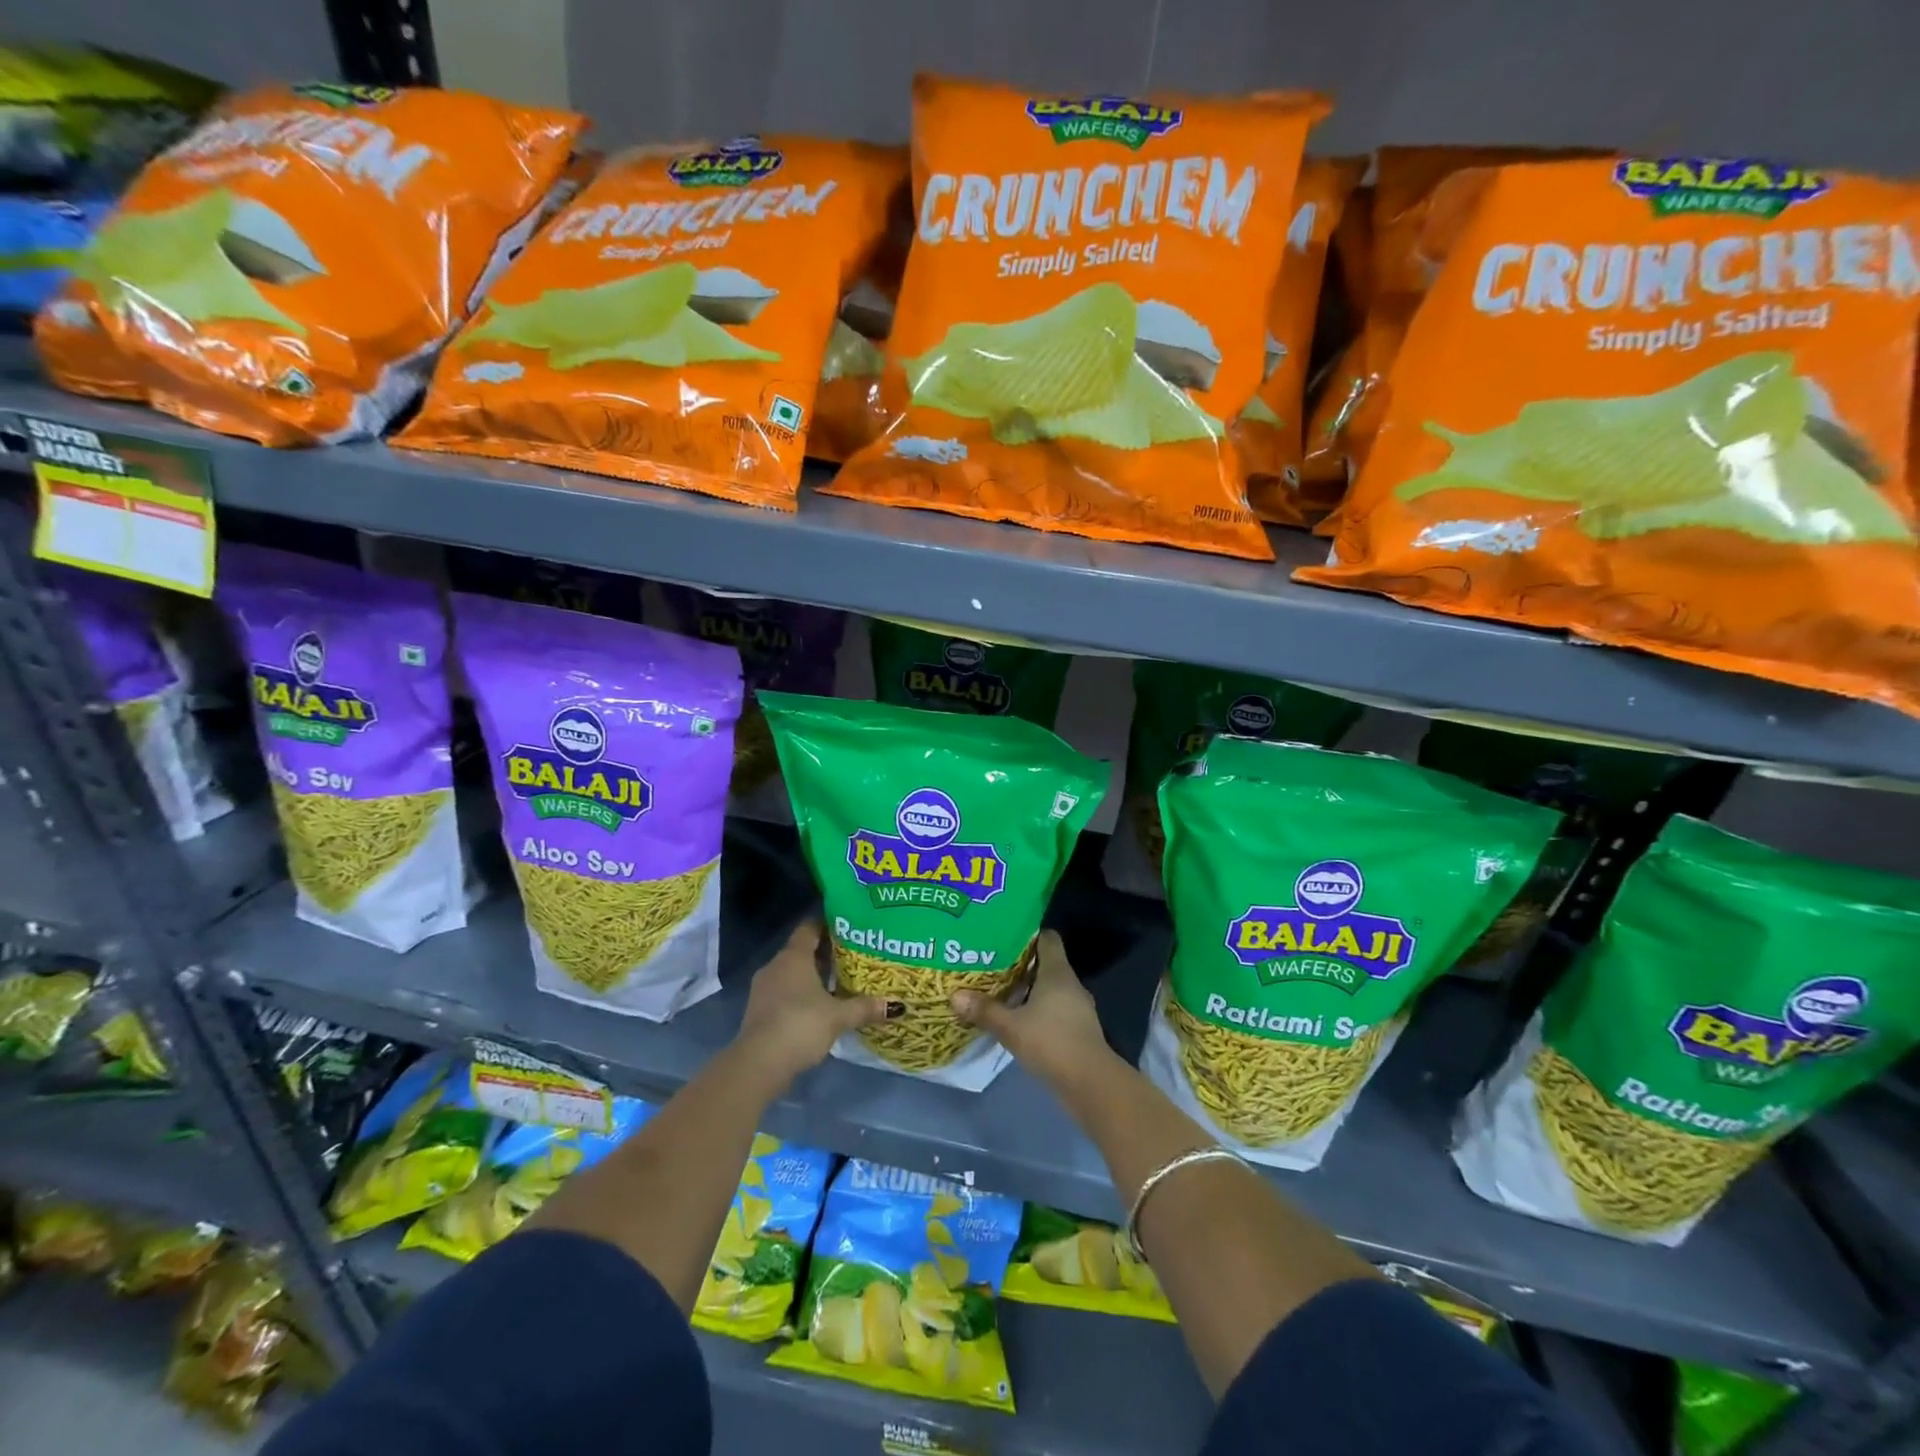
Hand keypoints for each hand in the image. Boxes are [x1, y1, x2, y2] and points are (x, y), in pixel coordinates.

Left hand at [734, 920, 891, 1090]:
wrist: (758, 1064)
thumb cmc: (800, 1025)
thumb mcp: (838, 1016)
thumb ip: (865, 1007)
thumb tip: (896, 1005)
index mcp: (793, 956)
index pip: (810, 928)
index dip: (828, 924)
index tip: (849, 927)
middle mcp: (776, 966)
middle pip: (802, 951)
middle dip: (826, 953)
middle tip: (853, 956)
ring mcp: (764, 989)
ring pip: (792, 973)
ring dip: (813, 977)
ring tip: (840, 983)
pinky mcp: (760, 1011)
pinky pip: (785, 992)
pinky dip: (801, 995)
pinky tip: (820, 1007)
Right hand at [951, 930, 1114, 1089]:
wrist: (1091, 1083)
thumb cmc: (1052, 1042)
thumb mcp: (1011, 1027)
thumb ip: (984, 1010)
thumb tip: (954, 995)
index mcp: (1057, 972)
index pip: (1047, 938)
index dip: (1027, 935)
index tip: (1004, 937)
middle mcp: (1070, 984)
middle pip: (1046, 963)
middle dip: (1021, 964)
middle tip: (992, 965)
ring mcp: (1077, 1008)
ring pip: (1049, 988)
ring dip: (1028, 990)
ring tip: (1000, 992)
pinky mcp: (1077, 1029)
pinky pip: (1054, 1009)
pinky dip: (1037, 1010)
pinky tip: (1018, 1020)